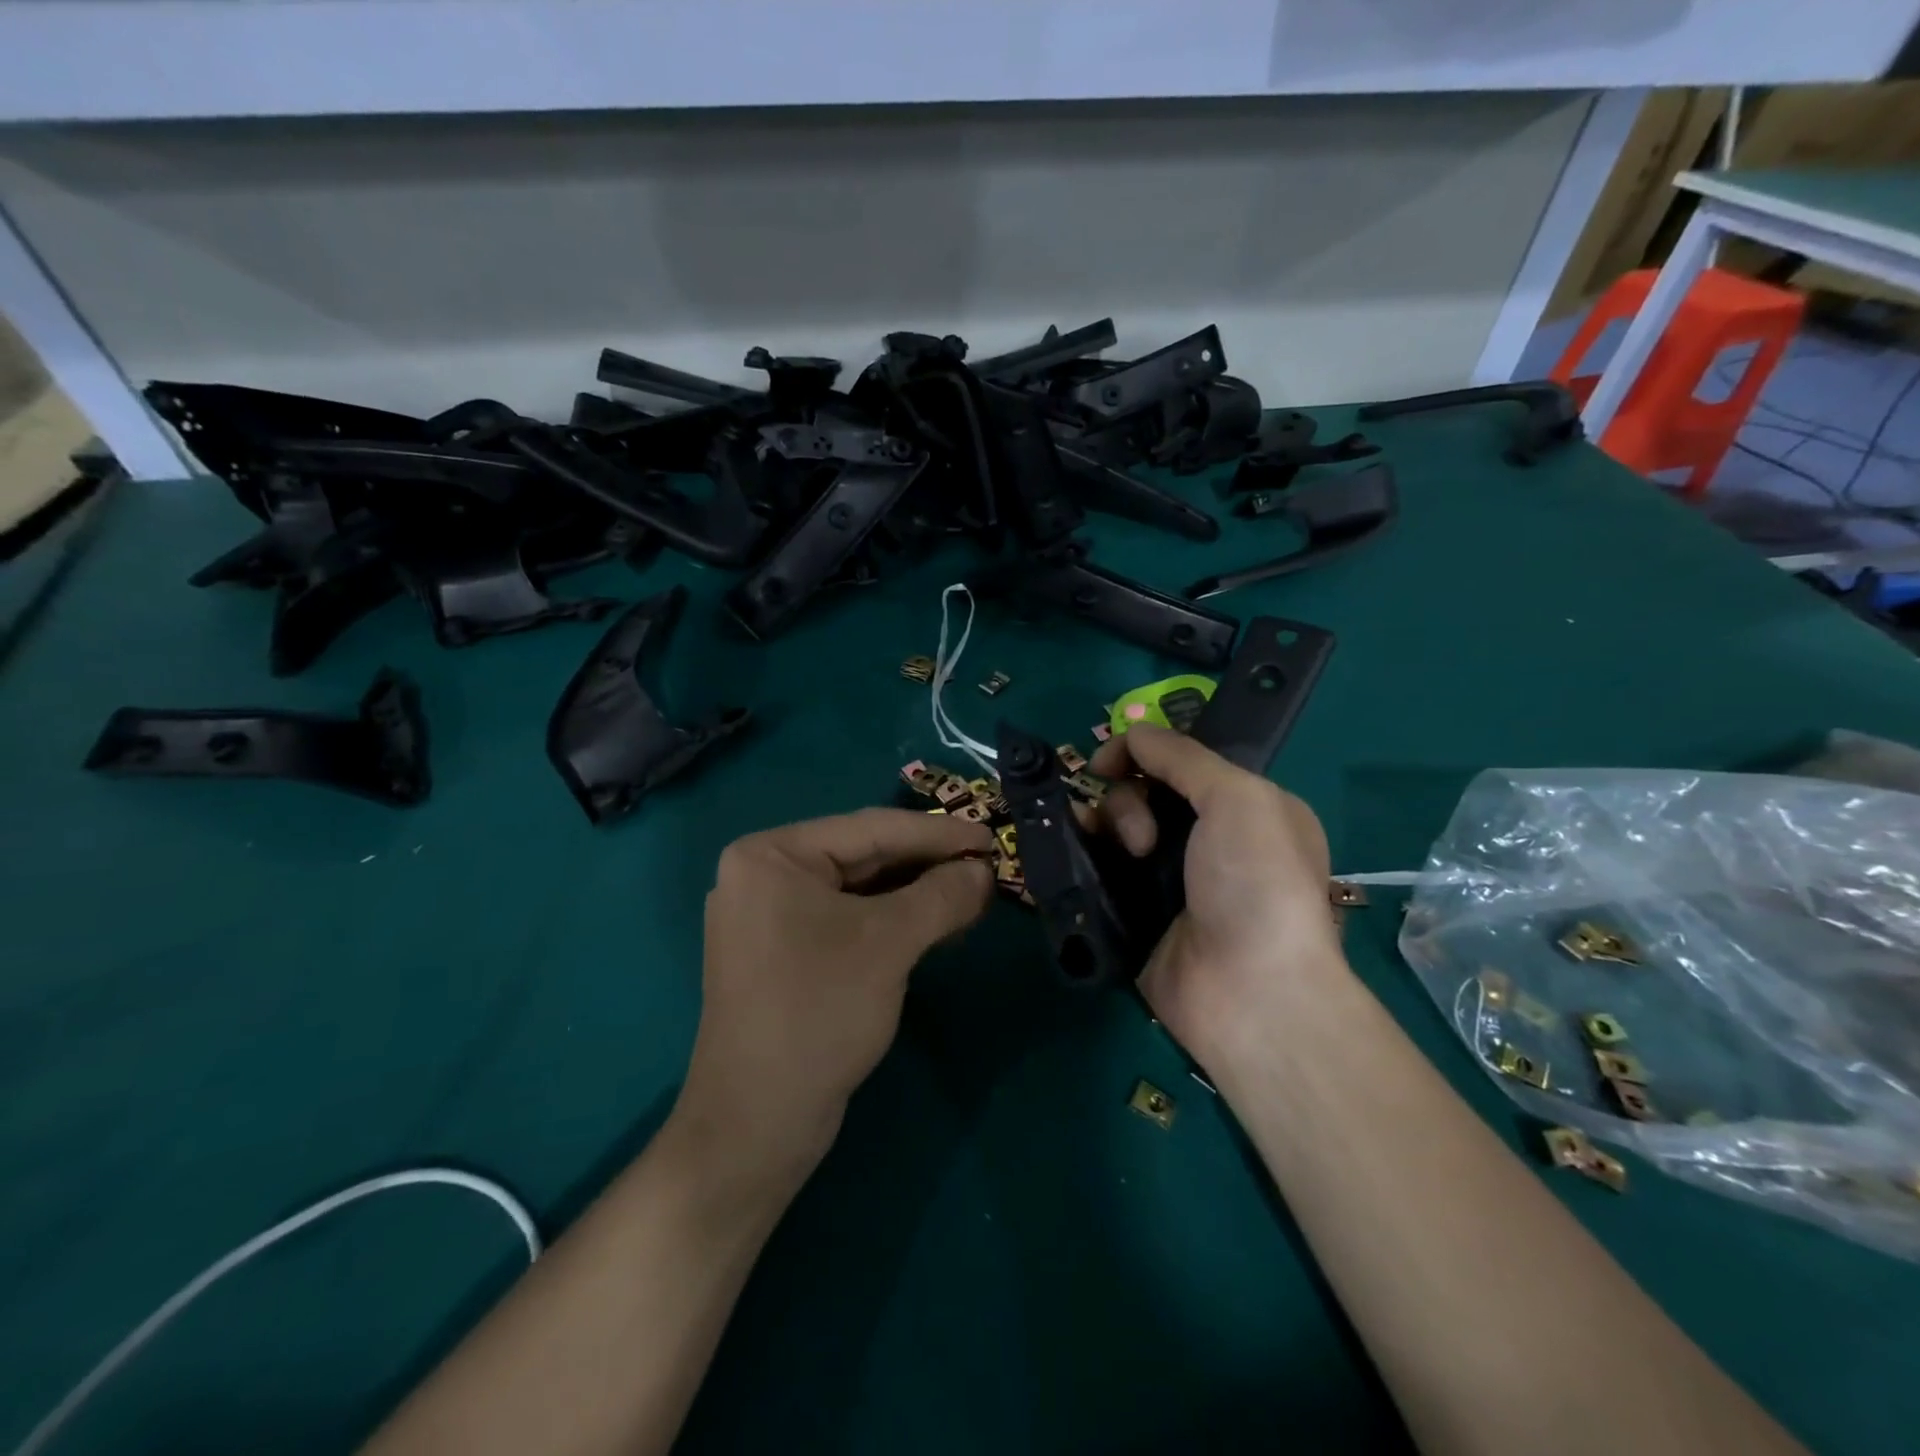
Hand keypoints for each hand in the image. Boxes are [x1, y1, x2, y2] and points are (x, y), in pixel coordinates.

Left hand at [676, 808, 993, 1181]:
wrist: (758, 1124)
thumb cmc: (819, 1011)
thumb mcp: (889, 943)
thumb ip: (942, 896)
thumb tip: (984, 871)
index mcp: (772, 855)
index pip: (869, 828)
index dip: (937, 832)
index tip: (990, 837)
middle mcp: (765, 876)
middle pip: (863, 857)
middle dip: (928, 864)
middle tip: (988, 865)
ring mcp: (772, 917)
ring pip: (860, 891)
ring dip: (917, 893)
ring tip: (974, 891)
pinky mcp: (786, 954)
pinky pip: (849, 921)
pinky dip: (894, 920)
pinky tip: (938, 922)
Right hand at [1088, 725, 1344, 1065]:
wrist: (1252, 991)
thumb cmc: (1257, 882)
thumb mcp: (1238, 798)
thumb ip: (1182, 757)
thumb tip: (1131, 732)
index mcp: (1244, 810)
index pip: (1179, 763)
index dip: (1140, 754)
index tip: (1106, 762)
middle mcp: (1206, 842)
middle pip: (1141, 794)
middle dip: (1128, 802)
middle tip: (1143, 839)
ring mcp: (1168, 882)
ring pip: (1115, 831)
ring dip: (1104, 827)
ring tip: (1118, 856)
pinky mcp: (1136, 916)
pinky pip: (1100, 872)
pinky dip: (1083, 858)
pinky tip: (1073, 858)